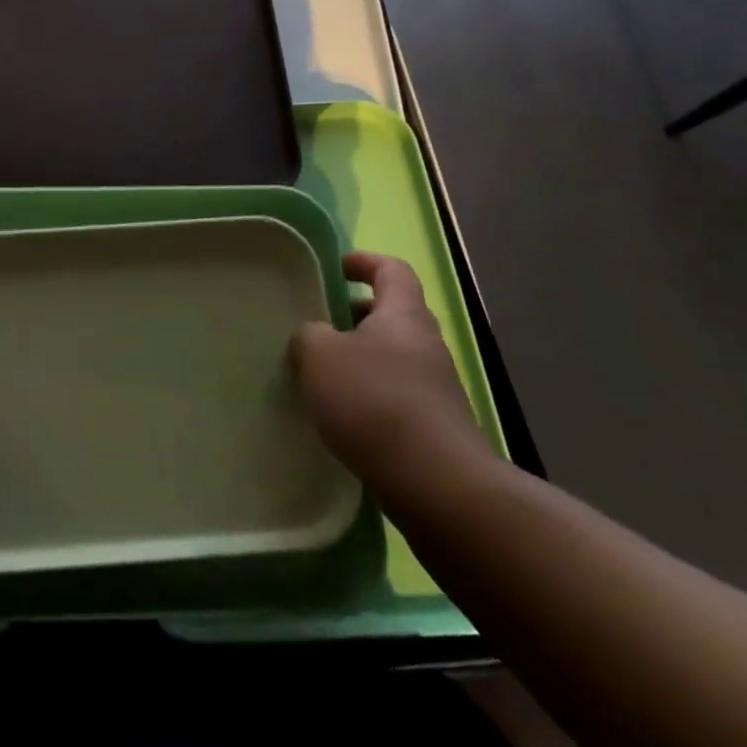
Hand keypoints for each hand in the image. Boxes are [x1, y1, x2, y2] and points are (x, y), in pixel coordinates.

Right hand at [291, 251, 487, 493]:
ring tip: (318, 375)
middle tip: (315, 326)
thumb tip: (315, 336)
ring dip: (357, 360)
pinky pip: (394, 395)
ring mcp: (435, 388)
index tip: (332, 269)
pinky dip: (367, 396)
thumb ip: (310, 334)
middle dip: (352, 316)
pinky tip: (339, 416)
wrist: (436, 484)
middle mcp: (426, 344)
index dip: (362, 262)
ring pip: (390, 357)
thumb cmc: (374, 401)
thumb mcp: (320, 354)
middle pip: (390, 314)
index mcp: (403, 315)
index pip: (391, 269)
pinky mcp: (434, 426)